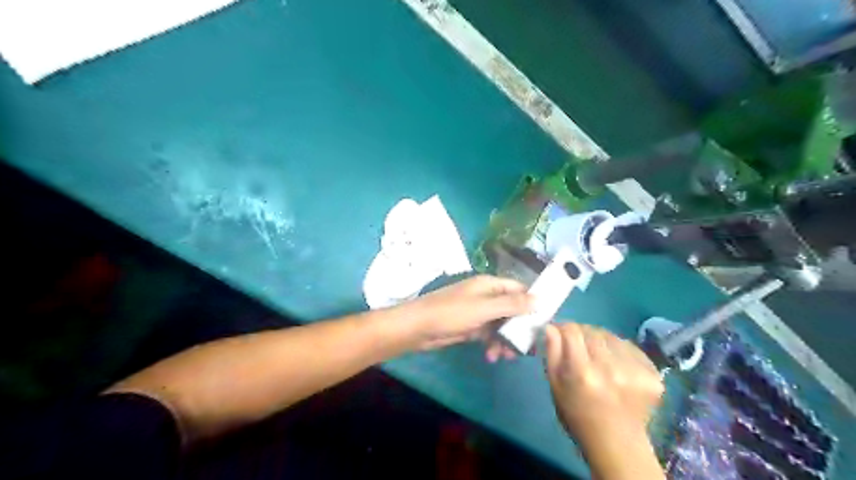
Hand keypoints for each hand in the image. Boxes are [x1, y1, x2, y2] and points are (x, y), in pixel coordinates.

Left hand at [396, 275, 532, 349]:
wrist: (418, 328)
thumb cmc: (451, 313)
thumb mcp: (484, 308)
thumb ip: (512, 304)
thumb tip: (540, 299)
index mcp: (489, 285)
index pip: (518, 289)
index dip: (532, 302)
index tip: (544, 321)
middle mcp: (486, 296)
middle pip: (512, 309)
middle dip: (519, 328)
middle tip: (528, 348)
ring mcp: (478, 312)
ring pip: (501, 325)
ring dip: (506, 340)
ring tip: (506, 356)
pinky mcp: (470, 327)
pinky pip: (489, 335)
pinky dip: (493, 344)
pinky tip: (492, 356)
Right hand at [545, 324, 664, 450]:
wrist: (616, 443)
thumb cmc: (577, 414)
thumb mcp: (555, 385)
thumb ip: (552, 352)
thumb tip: (551, 326)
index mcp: (582, 372)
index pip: (571, 331)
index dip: (564, 328)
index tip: (561, 334)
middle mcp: (610, 367)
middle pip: (592, 331)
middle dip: (582, 334)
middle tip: (579, 346)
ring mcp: (635, 370)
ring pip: (611, 336)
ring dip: (601, 340)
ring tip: (599, 357)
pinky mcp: (652, 373)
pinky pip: (630, 347)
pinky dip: (620, 350)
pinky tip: (616, 365)